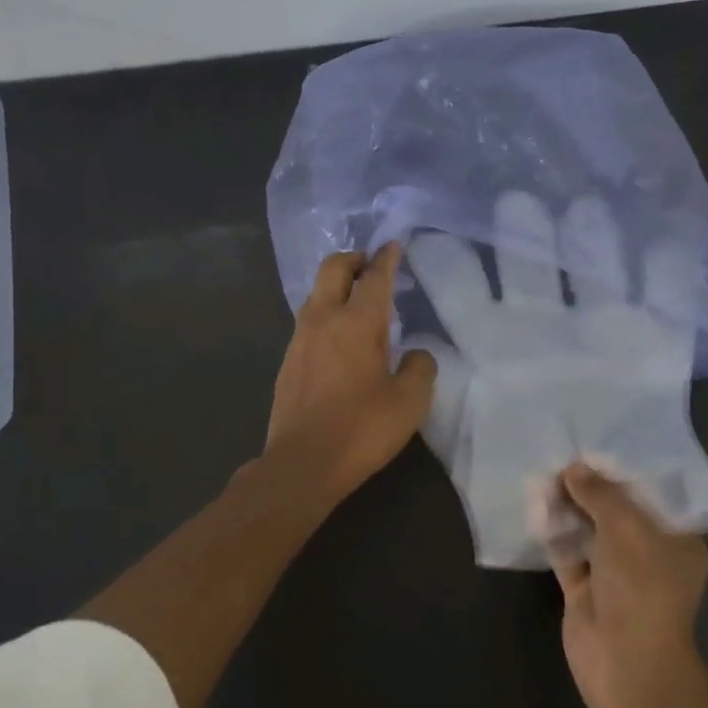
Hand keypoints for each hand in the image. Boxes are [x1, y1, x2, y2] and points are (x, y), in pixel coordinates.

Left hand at [264, 244, 436, 500]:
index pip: (374, 277)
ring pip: (316, 293)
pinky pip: (308, 321)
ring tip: (357, 300)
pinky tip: (339, 336)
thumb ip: (420, 368)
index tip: (393, 245)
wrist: (303, 463)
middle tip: (372, 265)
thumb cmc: (362, 429)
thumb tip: (416, 354)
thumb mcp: (410, 401)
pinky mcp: (288, 361)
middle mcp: (324, 320)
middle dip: (354, 259)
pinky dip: (326, 313)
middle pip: (334, 268)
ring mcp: (300, 339)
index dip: (386, 258)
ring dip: (337, 286)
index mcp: (358, 322)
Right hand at [546, 461, 707, 707]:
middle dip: (592, 487)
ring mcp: (616, 575)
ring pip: (591, 532)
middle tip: (564, 455)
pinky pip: (569, 554)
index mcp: (677, 540)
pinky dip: (555, 534)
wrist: (624, 661)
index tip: (600, 446)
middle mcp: (649, 555)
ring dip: (570, 508)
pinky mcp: (586, 591)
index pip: (654, 496)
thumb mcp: (626, 527)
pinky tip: (536, 507)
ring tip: (545, 474)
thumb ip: (600, 494)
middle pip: (618, 512)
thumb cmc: (641, 586)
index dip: (626, 471)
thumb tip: (574, 469)